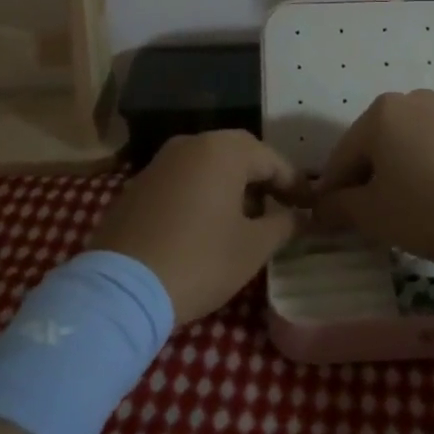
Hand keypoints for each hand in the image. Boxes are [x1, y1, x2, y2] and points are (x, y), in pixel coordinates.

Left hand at [89, 131, 306, 322]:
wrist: (122, 288)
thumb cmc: (199, 261)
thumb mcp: (253, 247)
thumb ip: (284, 224)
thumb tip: (301, 216)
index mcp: (222, 150)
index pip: (272, 159)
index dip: (296, 184)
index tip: (311, 207)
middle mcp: (190, 144)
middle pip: (239, 154)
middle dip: (263, 180)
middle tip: (282, 208)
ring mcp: (160, 162)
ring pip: (209, 165)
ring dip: (233, 185)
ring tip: (247, 219)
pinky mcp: (138, 185)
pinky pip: (183, 179)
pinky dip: (203, 193)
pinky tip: (208, 224)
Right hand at [312, 90, 433, 262]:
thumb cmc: (433, 208)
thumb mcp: (376, 215)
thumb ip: (341, 208)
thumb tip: (319, 208)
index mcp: (381, 114)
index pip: (343, 156)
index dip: (334, 191)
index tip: (332, 220)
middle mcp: (414, 100)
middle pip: (378, 144)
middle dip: (370, 178)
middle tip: (373, 216)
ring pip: (412, 143)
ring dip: (404, 170)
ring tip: (413, 208)